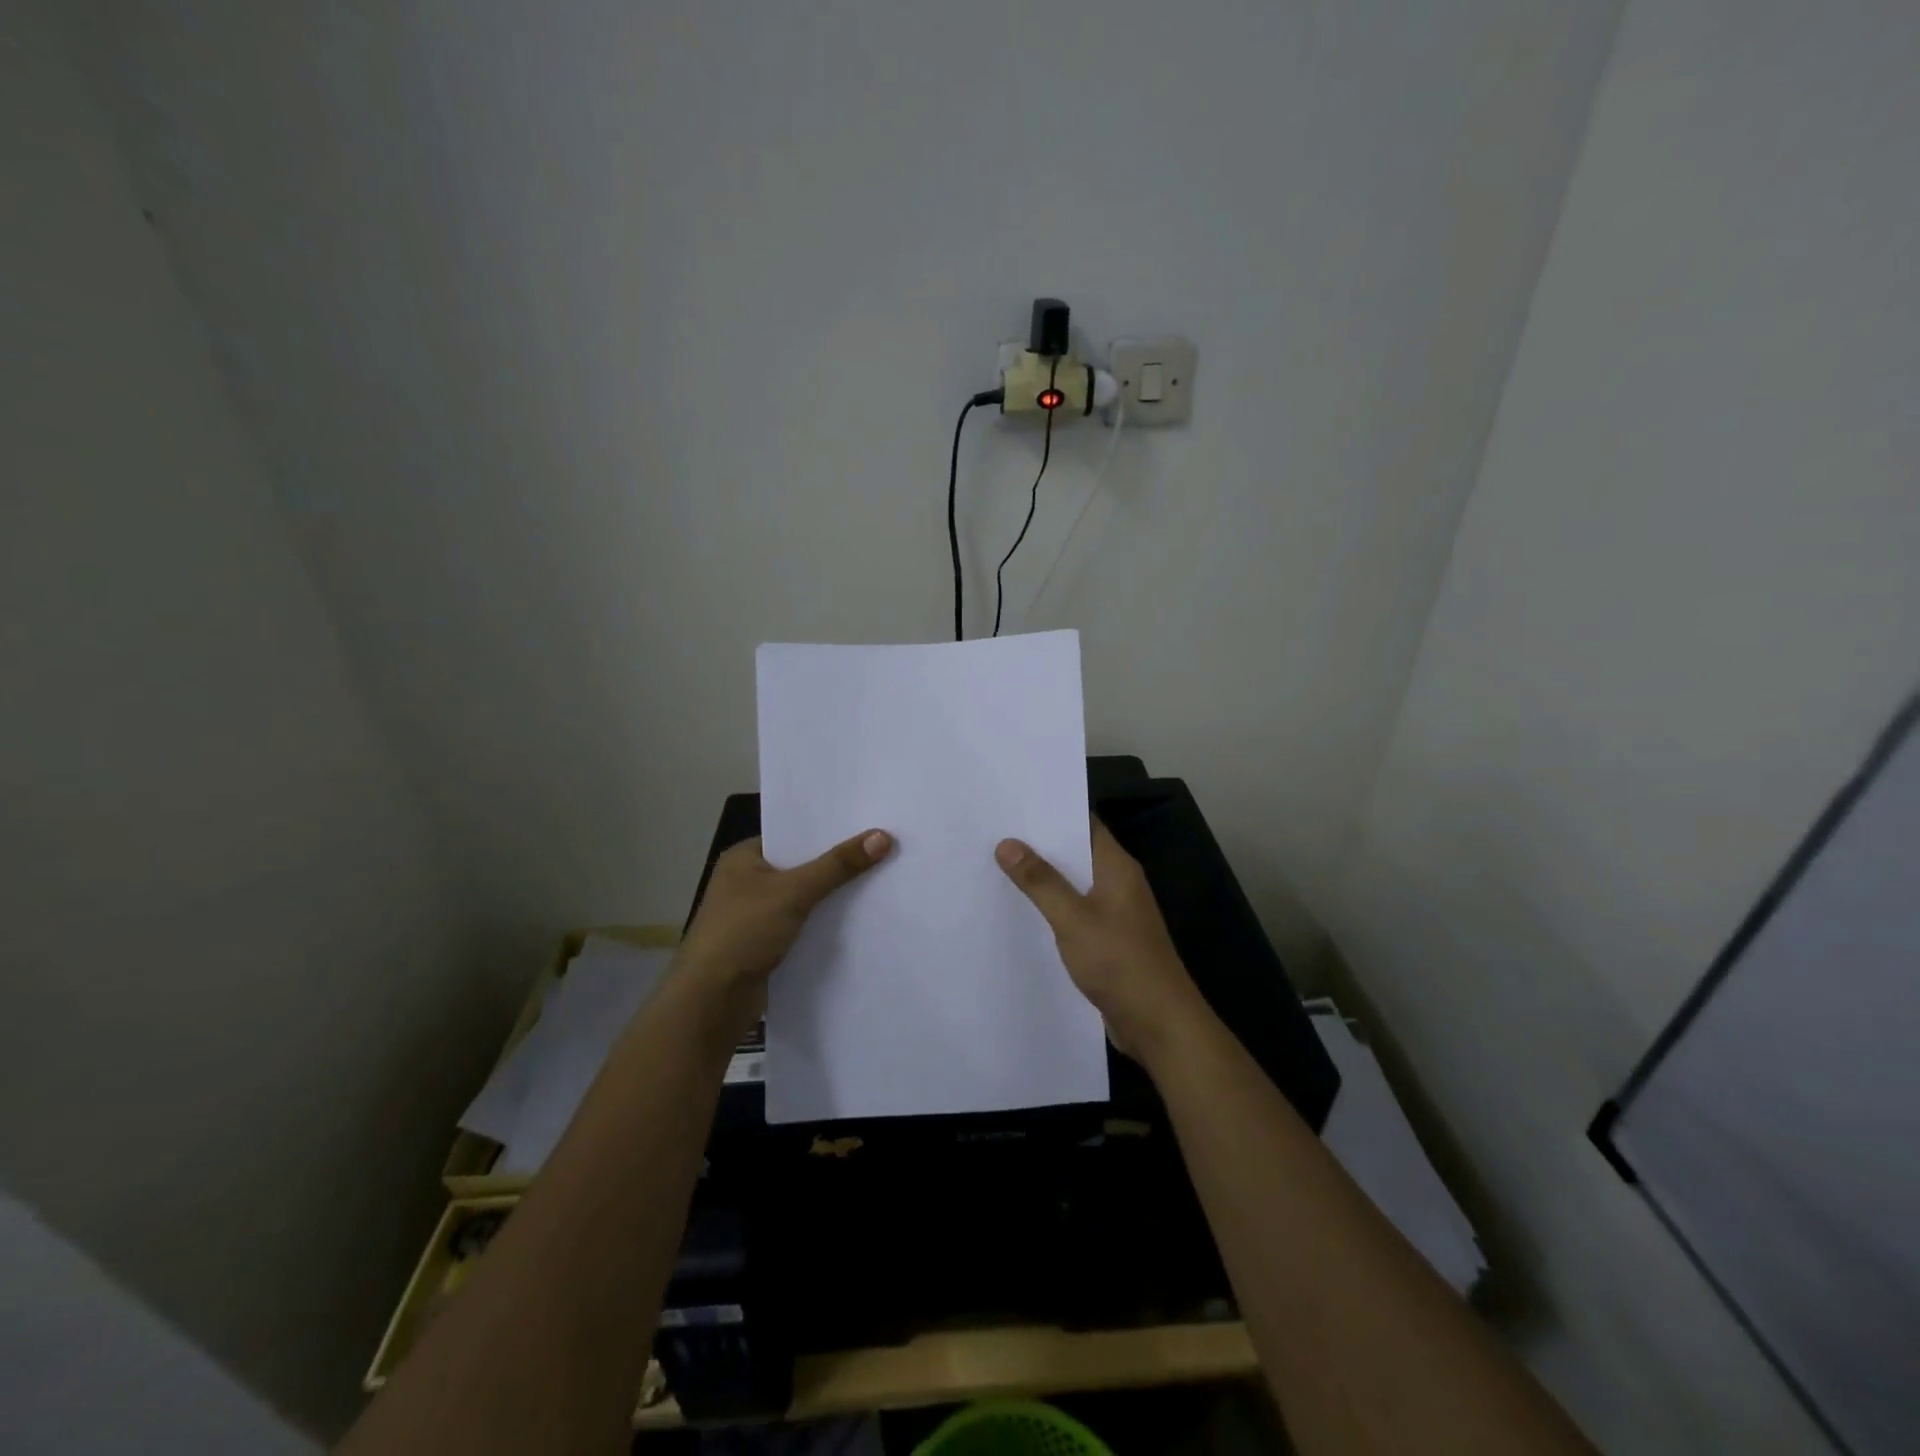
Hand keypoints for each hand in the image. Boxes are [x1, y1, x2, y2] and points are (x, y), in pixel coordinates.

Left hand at [676, 829, 892, 1036]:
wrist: (711, 1001)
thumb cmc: (743, 932)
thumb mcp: (794, 892)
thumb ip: (838, 865)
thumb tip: (883, 836)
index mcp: (744, 858)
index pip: (793, 835)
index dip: (829, 831)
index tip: (869, 825)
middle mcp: (748, 882)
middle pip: (802, 866)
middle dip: (837, 864)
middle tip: (884, 850)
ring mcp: (756, 916)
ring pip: (805, 898)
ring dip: (833, 896)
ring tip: (881, 881)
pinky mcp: (767, 945)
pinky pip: (804, 925)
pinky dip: (825, 923)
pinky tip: (859, 920)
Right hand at [995, 819, 1207, 1066]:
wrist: (1159, 1024)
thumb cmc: (1120, 962)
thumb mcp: (1073, 919)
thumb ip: (1041, 882)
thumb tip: (1007, 843)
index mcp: (1117, 867)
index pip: (1084, 823)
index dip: (1051, 811)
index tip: (1013, 804)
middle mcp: (1118, 883)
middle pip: (1076, 852)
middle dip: (1039, 844)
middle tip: (994, 832)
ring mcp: (1115, 913)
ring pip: (1073, 884)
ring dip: (1043, 878)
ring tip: (997, 866)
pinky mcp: (1108, 940)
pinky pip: (1075, 912)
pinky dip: (1051, 907)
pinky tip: (1021, 911)